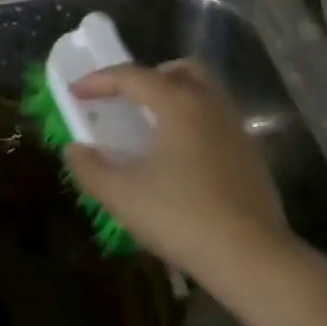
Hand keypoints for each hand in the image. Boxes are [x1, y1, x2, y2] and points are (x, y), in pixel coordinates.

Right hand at [65, 61, 289, 281]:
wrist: (249, 255)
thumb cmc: (180, 217)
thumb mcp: (122, 196)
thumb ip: (91, 168)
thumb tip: (75, 149)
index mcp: (179, 104)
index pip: (133, 76)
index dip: (99, 81)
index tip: (75, 92)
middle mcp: (211, 105)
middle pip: (181, 70)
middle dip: (148, 77)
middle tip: (125, 100)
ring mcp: (237, 128)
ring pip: (205, 93)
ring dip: (174, 98)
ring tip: (150, 129)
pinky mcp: (251, 154)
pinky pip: (217, 120)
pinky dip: (193, 123)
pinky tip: (180, 158)